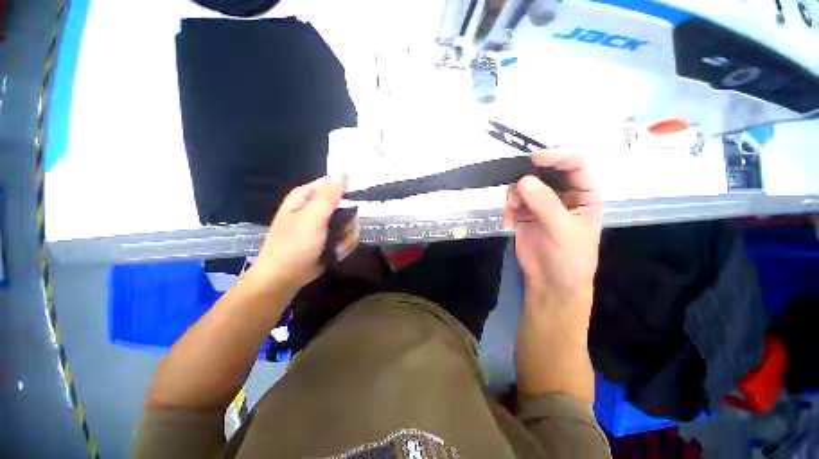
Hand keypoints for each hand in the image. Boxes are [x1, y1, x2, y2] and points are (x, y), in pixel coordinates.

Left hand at [245, 175, 346, 296]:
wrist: (285, 277)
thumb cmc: (295, 245)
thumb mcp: (312, 218)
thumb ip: (329, 195)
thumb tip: (344, 172)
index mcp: (307, 196)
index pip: (334, 184)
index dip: (347, 192)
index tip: (356, 205)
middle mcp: (316, 207)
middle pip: (346, 205)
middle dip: (348, 221)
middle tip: (343, 231)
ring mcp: (324, 223)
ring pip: (350, 222)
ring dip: (347, 236)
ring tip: (338, 246)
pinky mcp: (330, 237)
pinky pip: (347, 235)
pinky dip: (345, 244)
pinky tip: (337, 252)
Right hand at [503, 148, 602, 310]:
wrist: (550, 282)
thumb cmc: (569, 258)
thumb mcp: (563, 230)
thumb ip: (545, 203)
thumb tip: (523, 180)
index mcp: (583, 192)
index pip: (573, 164)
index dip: (557, 156)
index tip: (535, 158)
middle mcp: (562, 193)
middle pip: (544, 171)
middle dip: (529, 177)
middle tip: (518, 190)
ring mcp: (541, 203)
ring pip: (523, 185)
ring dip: (515, 196)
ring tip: (514, 212)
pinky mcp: (523, 213)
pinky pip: (512, 200)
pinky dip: (508, 209)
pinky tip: (510, 224)